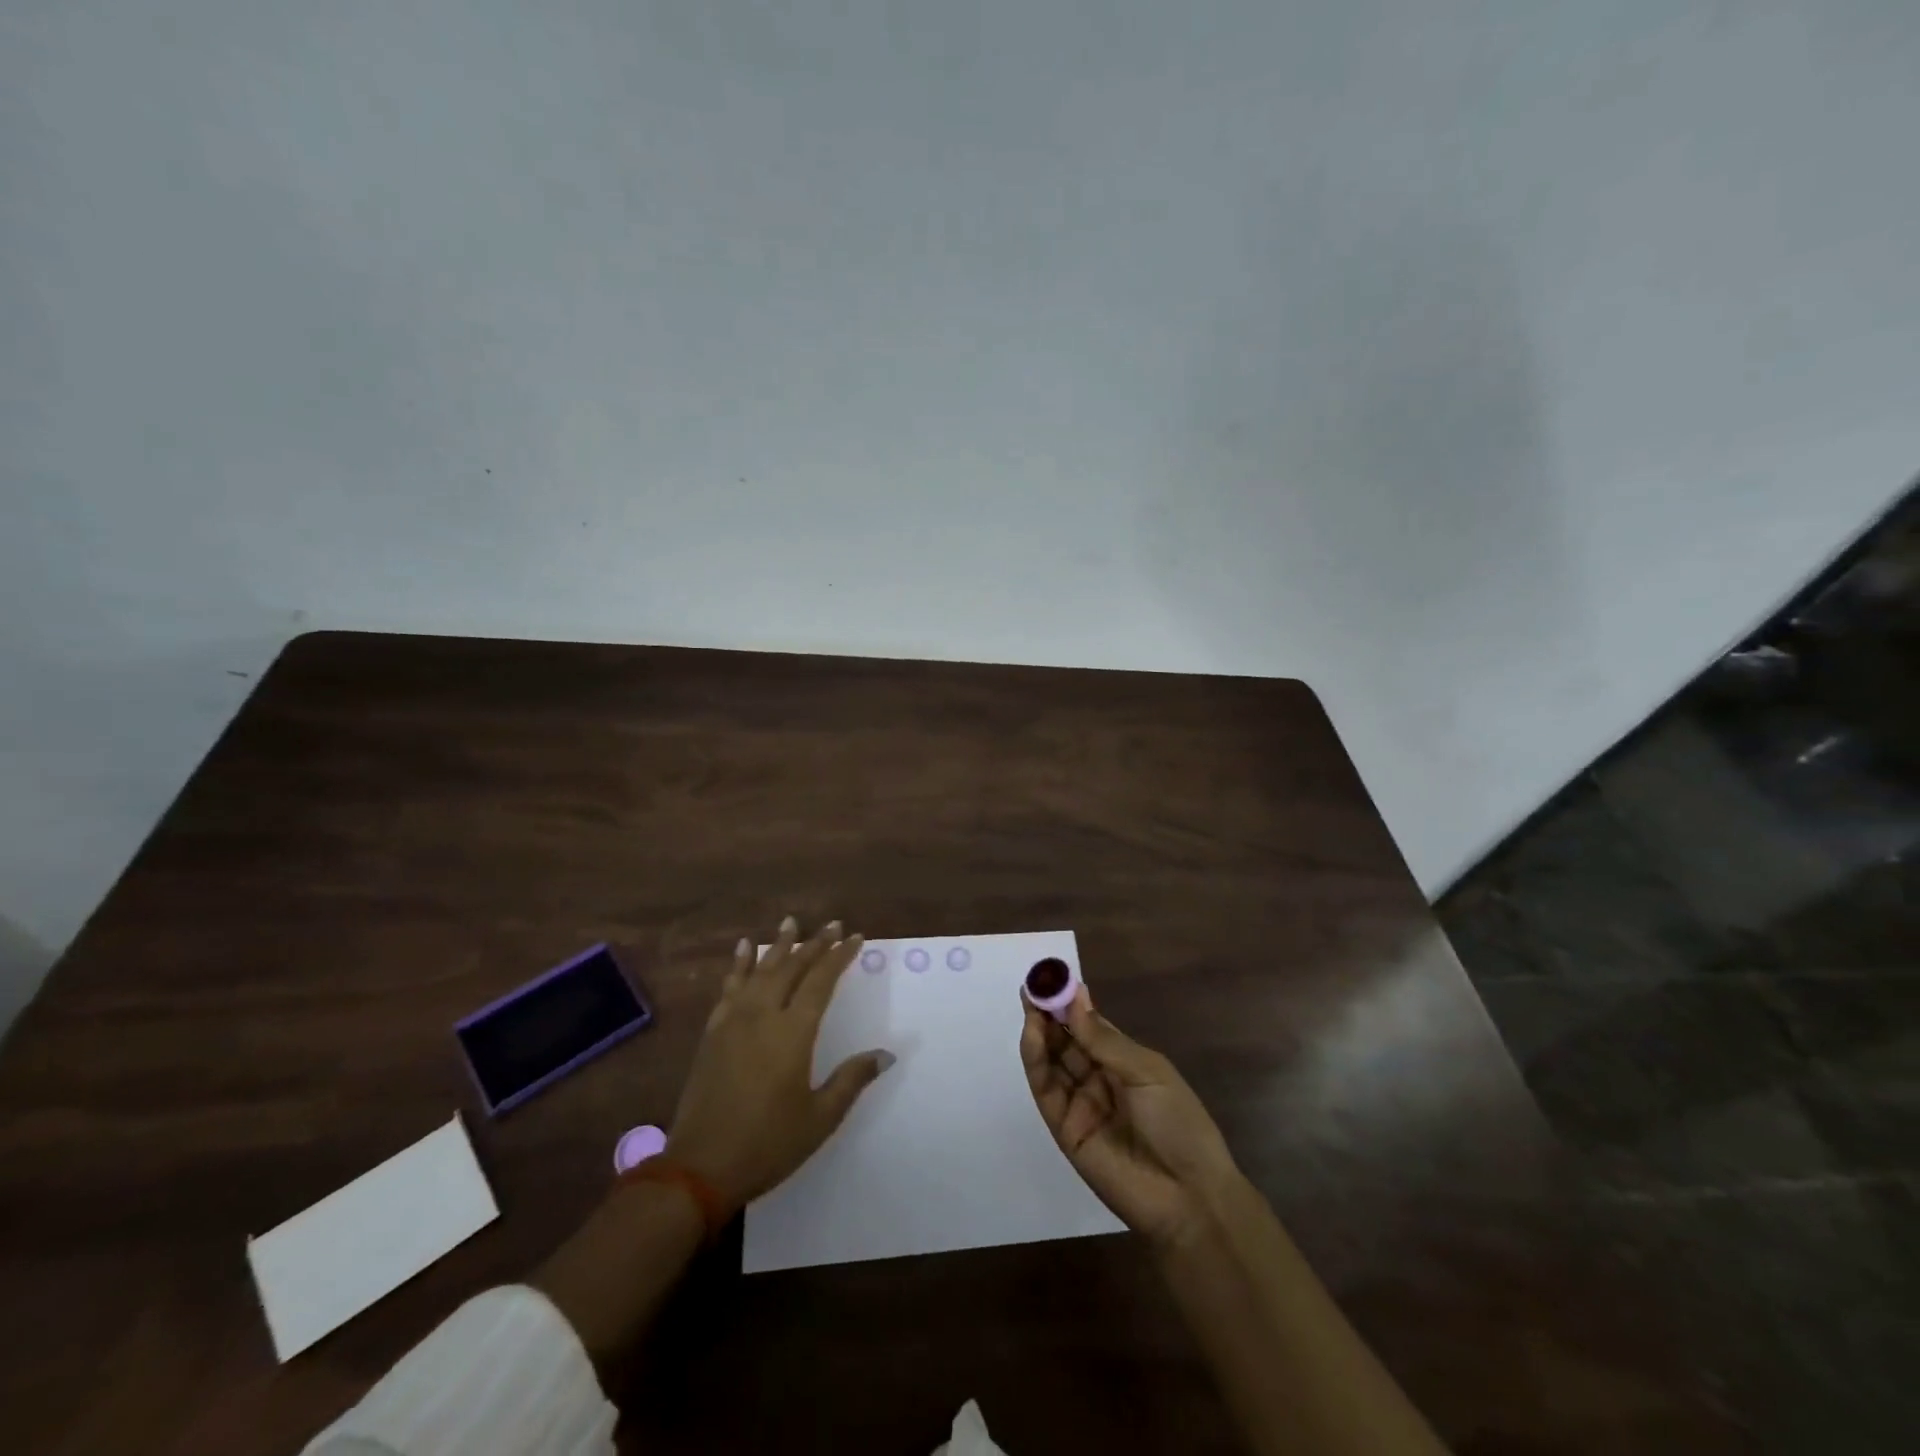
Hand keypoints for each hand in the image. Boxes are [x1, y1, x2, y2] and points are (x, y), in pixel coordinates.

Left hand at [667, 917, 893, 1210]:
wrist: (699, 1168)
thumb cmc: (767, 1144)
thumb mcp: (819, 1119)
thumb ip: (851, 1080)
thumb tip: (886, 1054)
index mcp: (793, 1033)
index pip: (821, 981)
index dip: (840, 956)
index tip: (856, 937)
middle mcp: (763, 1016)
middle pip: (792, 968)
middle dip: (814, 944)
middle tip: (832, 925)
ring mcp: (733, 1021)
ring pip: (760, 970)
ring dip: (778, 945)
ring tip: (791, 922)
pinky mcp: (713, 1033)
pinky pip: (729, 987)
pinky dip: (739, 965)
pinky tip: (744, 950)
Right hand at [1021, 986, 1239, 1249]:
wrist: (1188, 1197)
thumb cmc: (1179, 1124)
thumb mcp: (1147, 1072)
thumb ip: (1104, 1039)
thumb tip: (1075, 996)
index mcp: (1124, 1063)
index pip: (1089, 1025)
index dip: (1071, 1003)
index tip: (1052, 977)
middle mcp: (1098, 1079)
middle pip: (1065, 1041)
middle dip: (1048, 1013)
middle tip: (1033, 985)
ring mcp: (1079, 1104)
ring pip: (1051, 1061)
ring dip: (1038, 1031)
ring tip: (1030, 1003)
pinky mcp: (1064, 1128)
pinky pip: (1046, 1089)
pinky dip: (1036, 1060)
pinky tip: (1033, 1033)